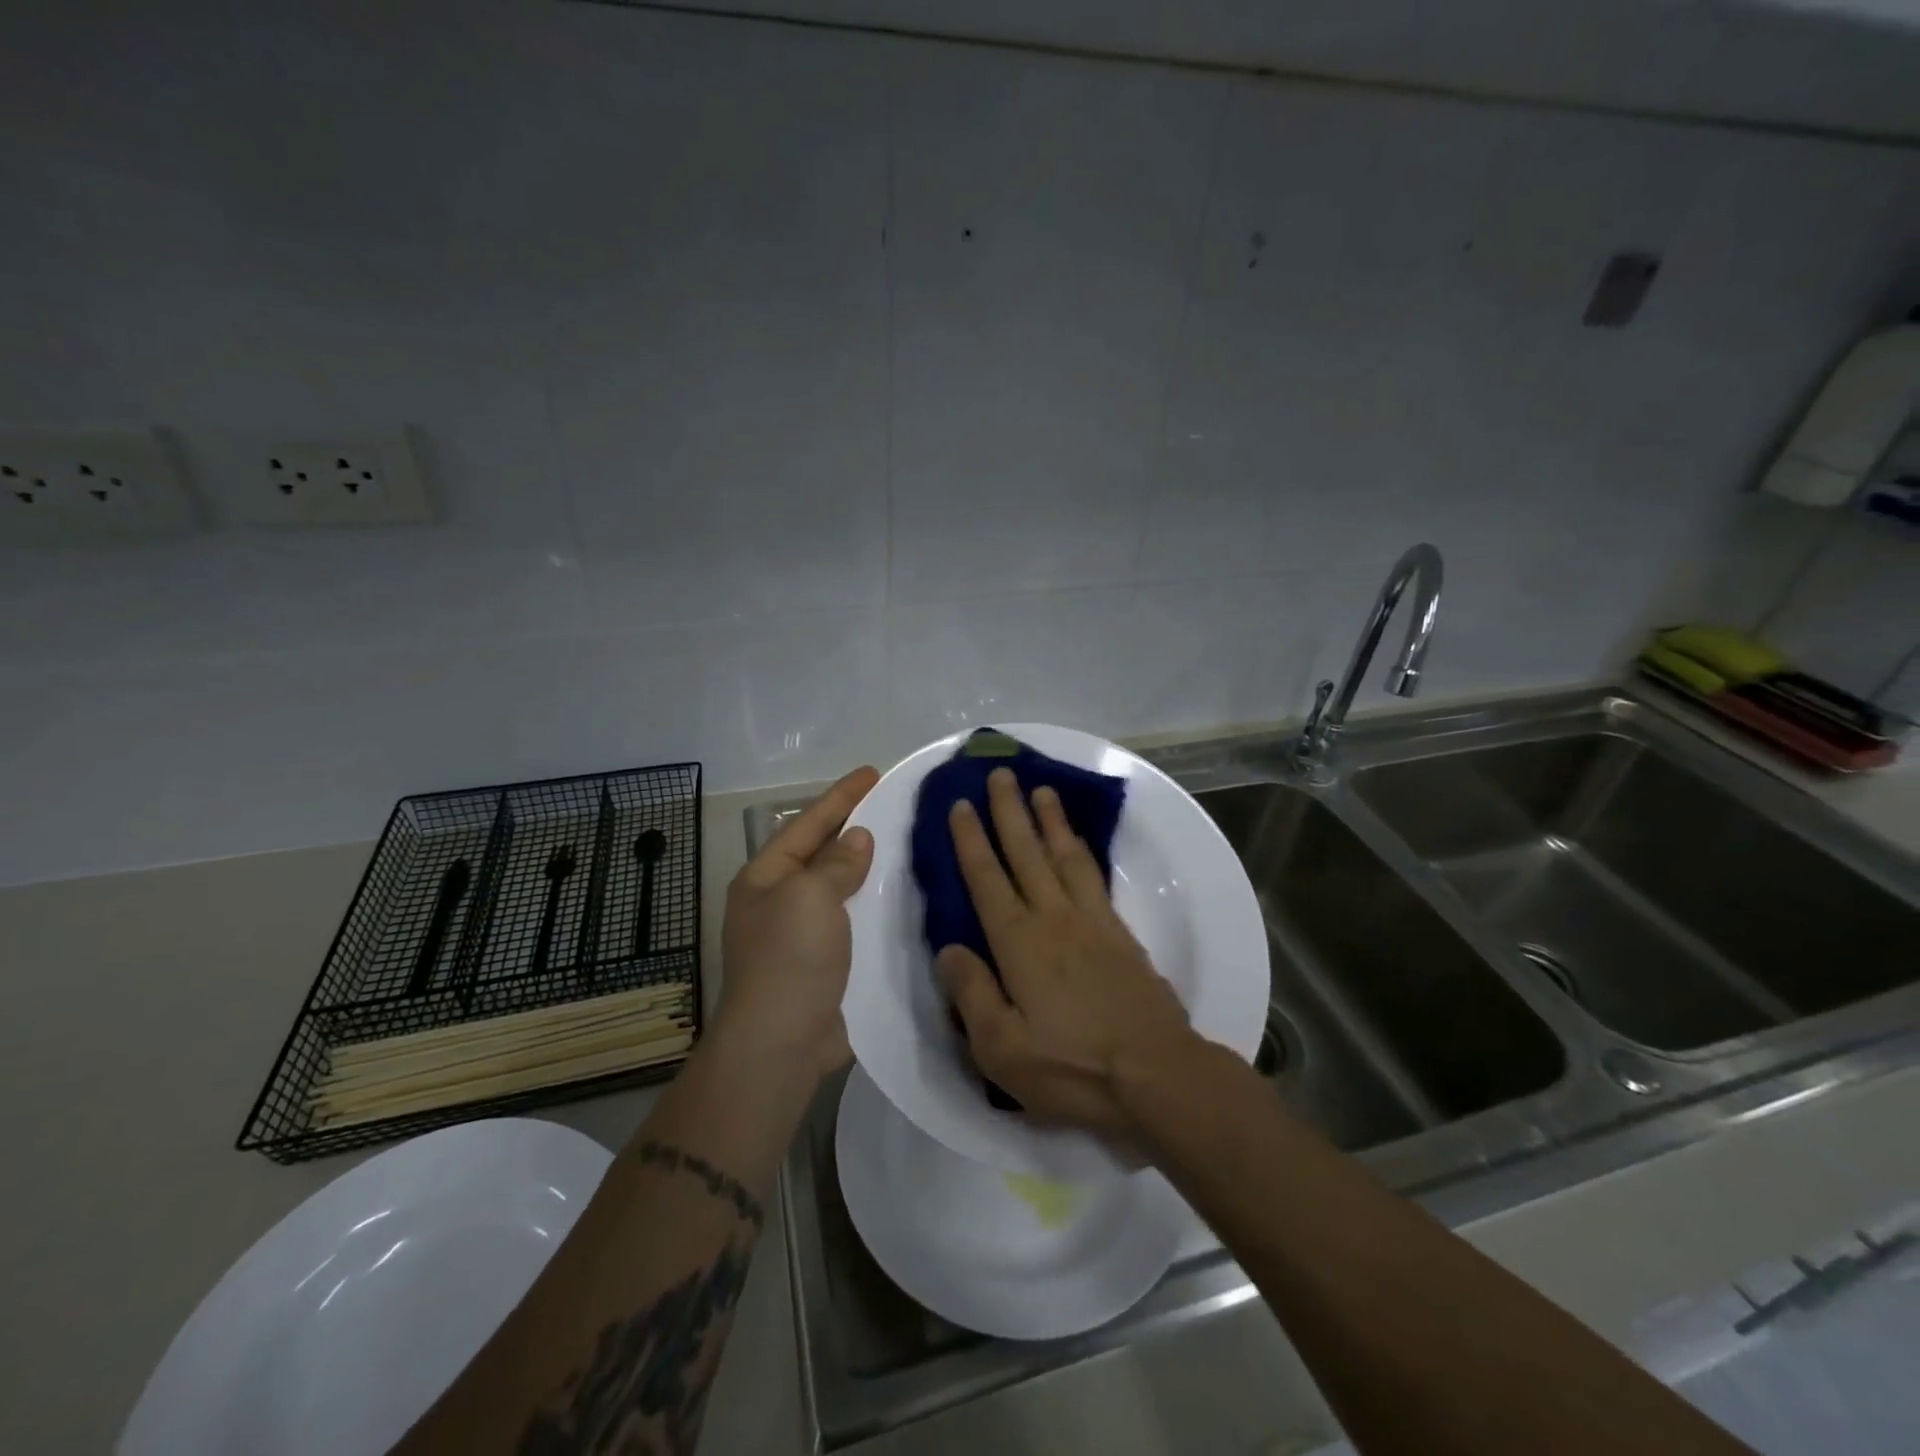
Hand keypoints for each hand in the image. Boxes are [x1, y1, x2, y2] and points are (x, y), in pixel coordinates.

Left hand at [716, 765, 879, 1084]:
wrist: (782, 1043)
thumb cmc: (789, 958)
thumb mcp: (809, 896)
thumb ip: (836, 863)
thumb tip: (858, 839)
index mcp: (765, 879)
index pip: (807, 824)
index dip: (840, 796)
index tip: (873, 771)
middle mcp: (781, 902)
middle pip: (823, 854)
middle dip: (855, 829)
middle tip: (894, 806)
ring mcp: (803, 935)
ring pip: (842, 888)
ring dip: (870, 869)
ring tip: (907, 845)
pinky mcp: (827, 964)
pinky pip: (855, 921)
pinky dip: (877, 907)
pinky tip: (906, 898)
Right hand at [937, 767, 1193, 1138]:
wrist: (1156, 1073)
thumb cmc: (1072, 1067)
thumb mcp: (1002, 1048)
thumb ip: (971, 994)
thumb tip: (948, 949)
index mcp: (1019, 943)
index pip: (987, 879)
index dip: (971, 840)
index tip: (961, 804)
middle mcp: (1053, 918)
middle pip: (1026, 853)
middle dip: (1009, 811)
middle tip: (1000, 774)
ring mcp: (1091, 921)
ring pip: (1064, 856)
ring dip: (1049, 820)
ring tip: (1041, 789)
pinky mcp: (1120, 932)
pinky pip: (1093, 876)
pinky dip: (1081, 850)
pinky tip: (1077, 842)